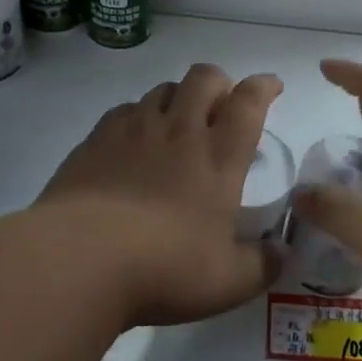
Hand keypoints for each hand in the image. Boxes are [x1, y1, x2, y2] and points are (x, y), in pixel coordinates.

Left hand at [36, 63, 283, 327]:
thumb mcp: (228, 282)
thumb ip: (261, 265)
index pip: (249, 103)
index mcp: (219, 157)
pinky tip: (132, 141)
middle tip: (221, 103)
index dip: (263, 87)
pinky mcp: (95, 140)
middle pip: (204, 78)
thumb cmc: (166, 267)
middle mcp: (179, 130)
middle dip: (219, 82)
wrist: (80, 258)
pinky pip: (124, 110)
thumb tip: (281, 253)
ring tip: (177, 122)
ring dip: (179, 97)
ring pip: (163, 89)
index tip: (271, 85)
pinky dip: (138, 116)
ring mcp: (133, 130)